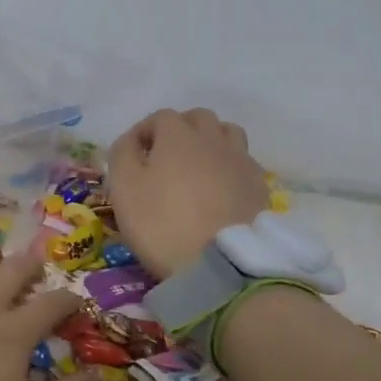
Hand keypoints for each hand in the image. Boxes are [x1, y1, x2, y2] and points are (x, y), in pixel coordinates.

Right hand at [107, 108, 269, 278]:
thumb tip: (130, 141)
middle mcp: (212, 139)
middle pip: (198, 118)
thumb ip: (122, 154)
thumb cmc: (162, 222)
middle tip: (165, 157)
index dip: (144, 131)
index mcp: (178, 135)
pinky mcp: (259, 186)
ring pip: (227, 133)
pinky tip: (220, 188)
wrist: (220, 264)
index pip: (160, 117)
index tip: (133, 155)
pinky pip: (243, 162)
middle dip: (179, 130)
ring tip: (197, 166)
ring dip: (210, 141)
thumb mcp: (123, 188)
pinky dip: (229, 166)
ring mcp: (240, 161)